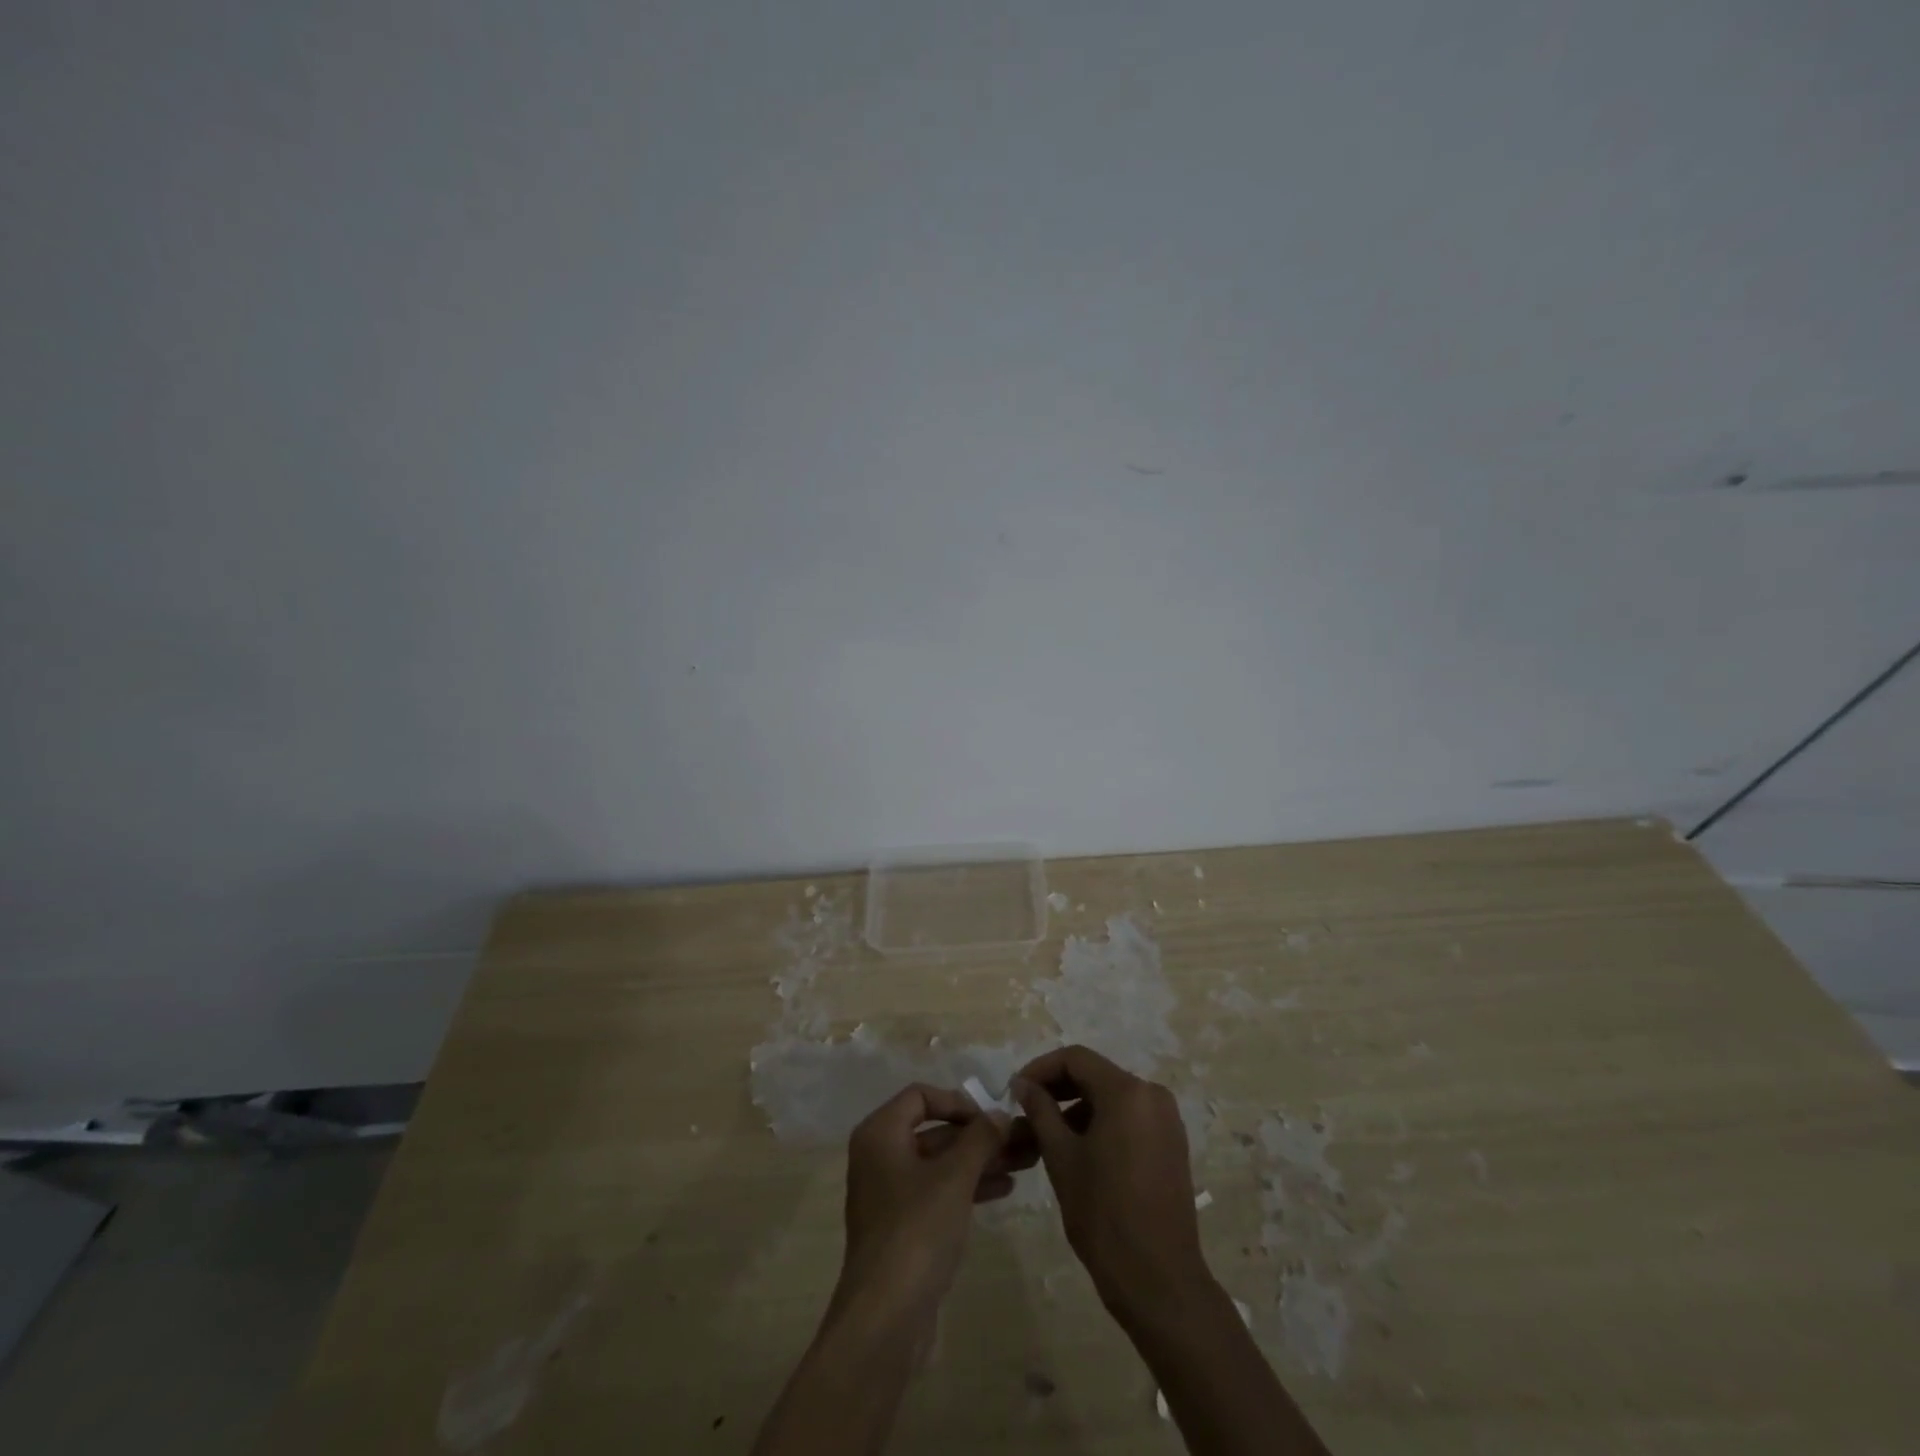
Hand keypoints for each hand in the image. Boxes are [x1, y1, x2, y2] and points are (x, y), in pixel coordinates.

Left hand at [830, 1084, 1023, 1335]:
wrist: (886, 1317)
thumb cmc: (917, 1230)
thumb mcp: (955, 1177)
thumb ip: (980, 1138)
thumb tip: (1000, 1113)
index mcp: (880, 1133)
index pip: (921, 1096)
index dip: (958, 1101)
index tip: (991, 1116)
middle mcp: (880, 1156)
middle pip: (935, 1130)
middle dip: (979, 1135)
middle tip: (1022, 1138)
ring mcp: (890, 1193)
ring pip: (941, 1163)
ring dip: (980, 1160)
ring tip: (1025, 1161)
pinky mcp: (903, 1226)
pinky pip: (939, 1191)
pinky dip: (968, 1186)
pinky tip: (1004, 1188)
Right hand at [1012, 1046, 1210, 1320]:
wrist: (1159, 1281)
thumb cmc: (1104, 1215)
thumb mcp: (1062, 1158)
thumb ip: (1040, 1111)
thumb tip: (1023, 1083)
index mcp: (1127, 1092)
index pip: (1076, 1059)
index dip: (1041, 1068)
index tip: (1015, 1091)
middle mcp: (1152, 1095)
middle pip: (1096, 1075)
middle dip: (1058, 1089)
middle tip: (1026, 1112)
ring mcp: (1167, 1120)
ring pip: (1112, 1097)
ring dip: (1077, 1108)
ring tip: (1046, 1137)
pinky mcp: (1171, 1144)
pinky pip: (1129, 1118)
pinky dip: (1101, 1124)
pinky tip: (1078, 1151)